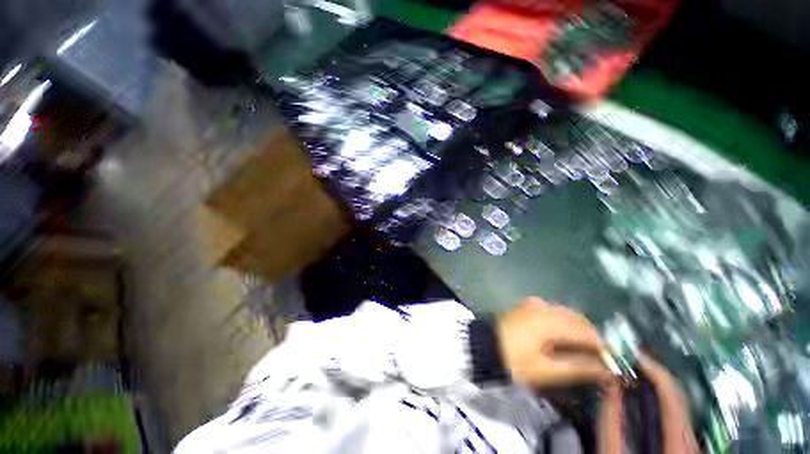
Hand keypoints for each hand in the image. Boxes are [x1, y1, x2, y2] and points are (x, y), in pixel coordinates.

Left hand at [496, 297, 612, 385]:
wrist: (483, 345)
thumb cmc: (513, 360)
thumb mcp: (546, 369)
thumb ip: (578, 367)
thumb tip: (606, 369)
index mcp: (549, 321)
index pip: (586, 332)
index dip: (604, 347)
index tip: (614, 363)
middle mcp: (543, 307)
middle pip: (578, 319)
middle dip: (592, 337)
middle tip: (599, 359)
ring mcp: (533, 304)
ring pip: (567, 314)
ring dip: (579, 329)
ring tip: (584, 351)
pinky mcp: (527, 306)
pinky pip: (553, 311)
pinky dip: (564, 323)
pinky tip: (564, 337)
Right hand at [598, 353, 699, 453]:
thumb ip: (610, 421)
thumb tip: (608, 381)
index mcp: (678, 444)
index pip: (671, 394)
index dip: (652, 369)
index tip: (629, 353)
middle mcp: (692, 442)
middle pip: (677, 398)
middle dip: (651, 376)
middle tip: (625, 361)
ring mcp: (693, 446)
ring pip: (679, 407)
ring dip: (655, 388)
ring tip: (631, 376)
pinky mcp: (688, 448)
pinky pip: (677, 418)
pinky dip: (661, 403)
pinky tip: (645, 399)